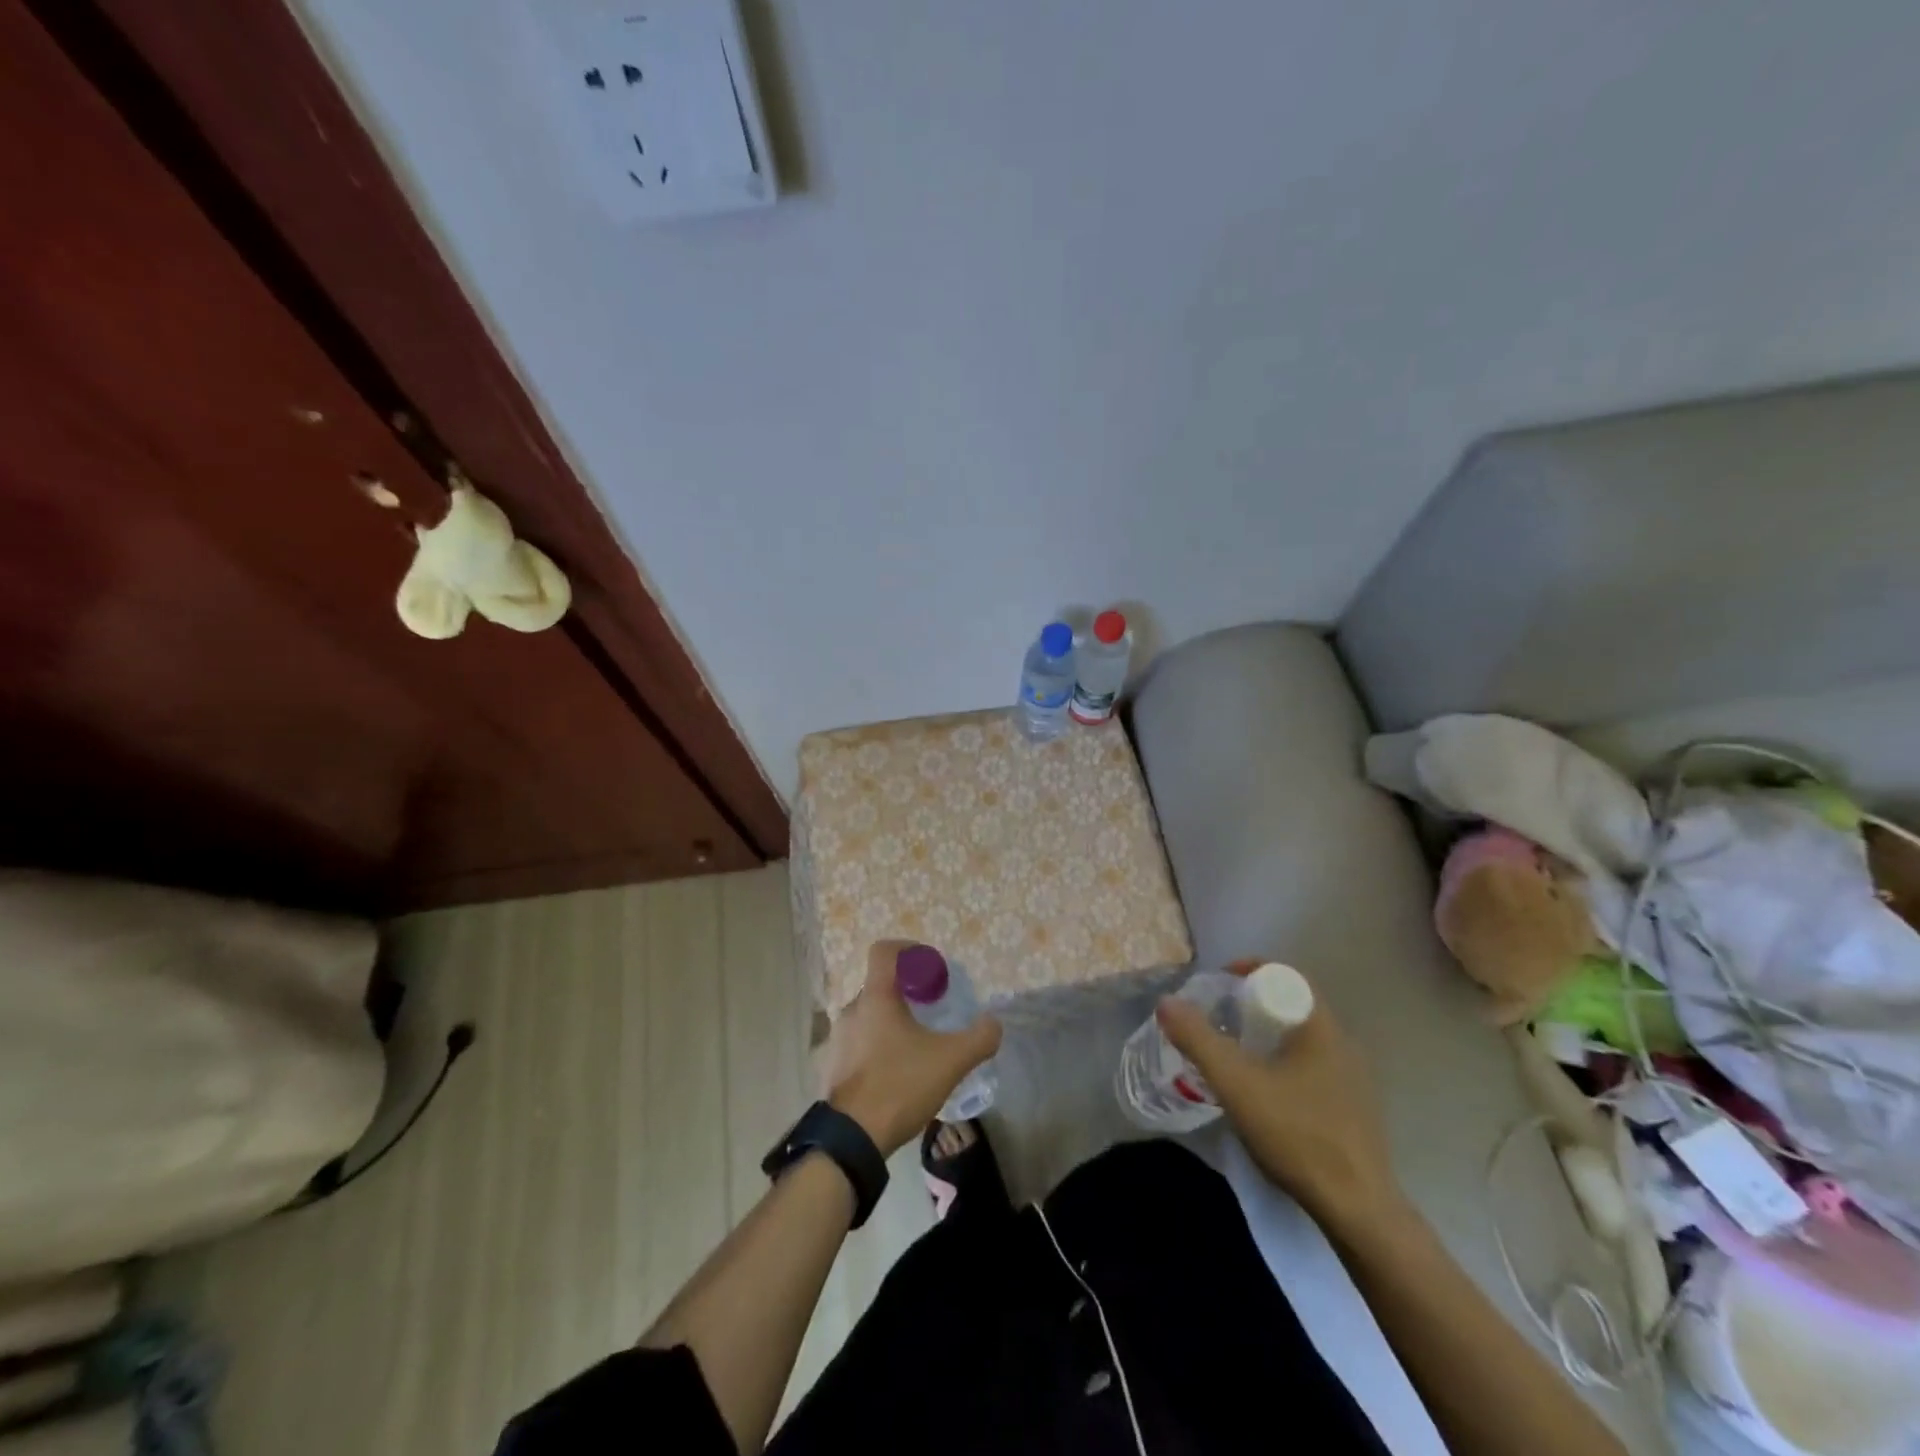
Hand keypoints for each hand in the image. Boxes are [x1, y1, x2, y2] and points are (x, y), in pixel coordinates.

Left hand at [819, 941, 1002, 1157]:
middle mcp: (852, 1009)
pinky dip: (880, 1044)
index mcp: (875, 997)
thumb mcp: (950, 1061)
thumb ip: (979, 1038)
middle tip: (933, 1010)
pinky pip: (860, 1041)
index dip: (909, 950)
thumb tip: (994, 1024)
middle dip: (908, 991)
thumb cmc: (899, 1085)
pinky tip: (899, 1071)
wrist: (852, 1139)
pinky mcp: (834, 1065)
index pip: (884, 950)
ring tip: (918, 1045)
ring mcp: (839, 1038)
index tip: (931, 968)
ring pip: (871, 1014)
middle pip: (881, 984)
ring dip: (894, 1020)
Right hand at [1157, 962, 1402, 1231]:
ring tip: (1234, 1054)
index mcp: (1321, 1026)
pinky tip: (1264, 1093)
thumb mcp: (1236, 1084)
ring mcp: (1353, 1077)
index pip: (1286, 974)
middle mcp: (1343, 1042)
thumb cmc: (1298, 1134)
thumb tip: (1167, 1002)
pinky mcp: (1354, 1107)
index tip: (1218, 984)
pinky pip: (1312, 1064)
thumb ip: (1198, 1039)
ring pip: (1302, 1037)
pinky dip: (1283, 1062)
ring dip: (1267, 1035)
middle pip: (1292, 1004)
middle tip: (1218, 1018)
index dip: (1249, 970)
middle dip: (1252, 1003)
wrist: (1359, 1210)